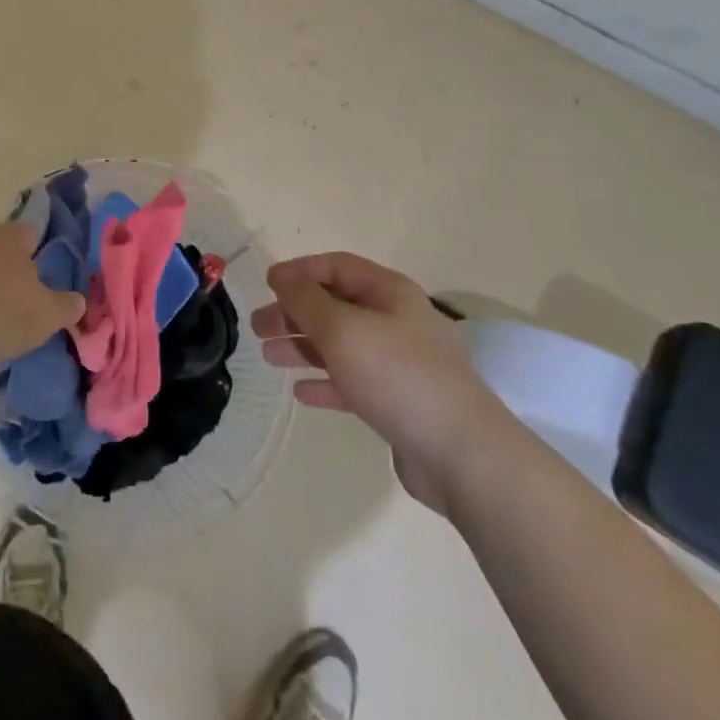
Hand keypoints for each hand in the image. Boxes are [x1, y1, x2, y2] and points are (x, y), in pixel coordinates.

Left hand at [0, 221, 85, 373]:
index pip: (30, 232)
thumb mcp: (49, 315)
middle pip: (1, 248)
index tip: (43, 277)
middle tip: (23, 298)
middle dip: (11, 267)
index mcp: (10, 236)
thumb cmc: (5, 315)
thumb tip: (78, 301)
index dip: (39, 252)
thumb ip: (68, 305)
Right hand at [256, 252, 501, 505]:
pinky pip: (353, 382)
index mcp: (389, 293)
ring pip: (341, 344)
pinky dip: (326, 382)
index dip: (300, 271)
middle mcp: (396, 321)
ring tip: (268, 356)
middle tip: (258, 327)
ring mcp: (399, 363)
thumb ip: (306, 299)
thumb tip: (282, 276)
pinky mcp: (398, 402)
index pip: (337, 266)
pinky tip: (301, 392)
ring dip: (304, 346)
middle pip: (336, 305)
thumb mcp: (342, 328)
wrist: (461, 453)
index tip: (266, 285)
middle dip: (295, 312)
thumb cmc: (397, 375)